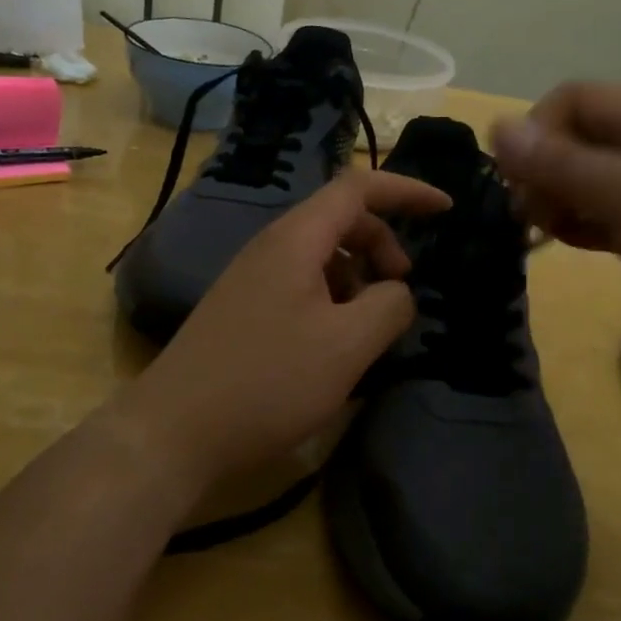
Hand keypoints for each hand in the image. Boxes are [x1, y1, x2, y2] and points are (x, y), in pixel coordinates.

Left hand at [115, 170, 451, 490]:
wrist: (174, 432)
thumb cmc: (267, 383)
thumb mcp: (347, 346)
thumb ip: (389, 306)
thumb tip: (397, 292)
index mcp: (295, 240)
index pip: (358, 188)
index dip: (406, 191)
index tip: (446, 210)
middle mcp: (270, 247)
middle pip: (340, 220)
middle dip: (383, 244)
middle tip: (402, 290)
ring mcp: (252, 279)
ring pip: (321, 257)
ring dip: (358, 277)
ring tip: (369, 328)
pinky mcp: (244, 310)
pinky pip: (301, 285)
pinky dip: (333, 300)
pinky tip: (335, 346)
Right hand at [492, 82, 620, 391]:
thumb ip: (562, 162)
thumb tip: (497, 125)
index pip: (574, 99)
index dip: (536, 133)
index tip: (515, 183)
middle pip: (580, 139)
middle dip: (544, 171)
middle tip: (531, 217)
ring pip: (592, 181)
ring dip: (560, 202)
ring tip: (548, 236)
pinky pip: (611, 217)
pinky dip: (584, 226)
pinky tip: (572, 246)